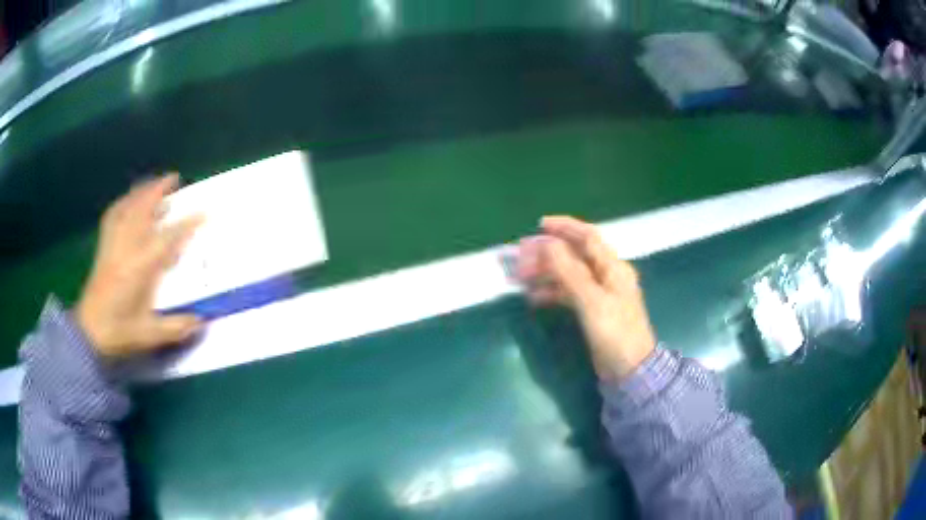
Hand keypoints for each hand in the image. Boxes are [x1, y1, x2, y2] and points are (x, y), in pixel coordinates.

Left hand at [75, 174, 203, 358]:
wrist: (89, 334)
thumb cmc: (119, 333)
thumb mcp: (150, 335)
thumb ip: (176, 327)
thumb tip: (201, 321)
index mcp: (139, 267)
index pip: (167, 238)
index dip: (186, 224)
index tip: (204, 212)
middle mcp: (126, 248)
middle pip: (143, 209)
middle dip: (159, 190)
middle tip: (175, 178)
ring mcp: (112, 245)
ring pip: (127, 207)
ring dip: (141, 191)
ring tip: (153, 183)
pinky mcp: (103, 248)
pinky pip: (113, 216)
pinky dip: (122, 203)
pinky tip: (128, 201)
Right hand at [516, 216, 655, 380]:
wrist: (630, 369)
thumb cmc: (614, 333)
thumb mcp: (592, 301)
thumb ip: (570, 271)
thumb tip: (548, 244)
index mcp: (613, 268)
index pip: (588, 237)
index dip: (565, 227)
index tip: (539, 225)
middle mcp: (607, 275)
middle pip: (576, 255)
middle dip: (549, 253)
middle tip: (523, 258)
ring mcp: (600, 294)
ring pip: (570, 274)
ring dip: (547, 273)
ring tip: (522, 278)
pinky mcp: (593, 311)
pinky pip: (569, 293)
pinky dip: (553, 292)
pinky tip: (535, 298)